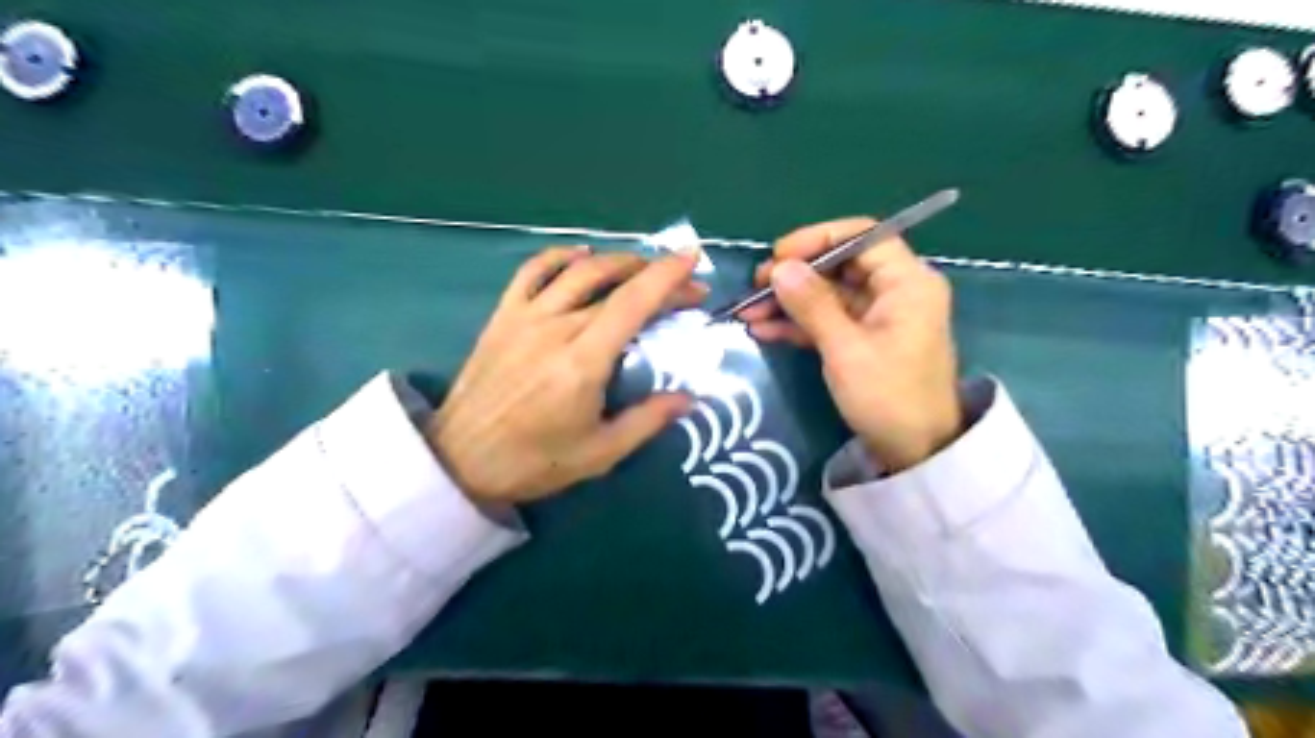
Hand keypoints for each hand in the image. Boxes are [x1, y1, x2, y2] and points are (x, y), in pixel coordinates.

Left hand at [430, 247, 709, 507]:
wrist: (459, 460)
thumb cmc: (533, 462)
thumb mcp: (599, 453)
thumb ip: (647, 421)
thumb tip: (687, 399)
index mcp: (583, 362)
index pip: (633, 304)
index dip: (666, 277)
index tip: (692, 259)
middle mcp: (556, 328)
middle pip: (614, 285)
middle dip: (656, 277)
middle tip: (683, 285)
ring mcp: (525, 317)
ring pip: (578, 270)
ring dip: (617, 261)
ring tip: (642, 267)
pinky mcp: (503, 316)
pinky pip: (532, 272)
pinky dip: (560, 256)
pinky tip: (582, 256)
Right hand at [743, 217, 961, 471]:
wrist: (916, 453)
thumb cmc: (888, 397)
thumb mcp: (845, 349)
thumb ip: (812, 304)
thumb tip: (779, 267)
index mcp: (907, 282)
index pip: (862, 236)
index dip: (817, 239)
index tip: (778, 255)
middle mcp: (894, 291)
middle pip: (839, 265)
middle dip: (795, 275)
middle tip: (755, 285)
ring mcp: (877, 316)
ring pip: (827, 294)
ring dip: (788, 302)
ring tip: (747, 311)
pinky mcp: (862, 339)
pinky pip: (827, 320)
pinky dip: (797, 324)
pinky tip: (763, 329)